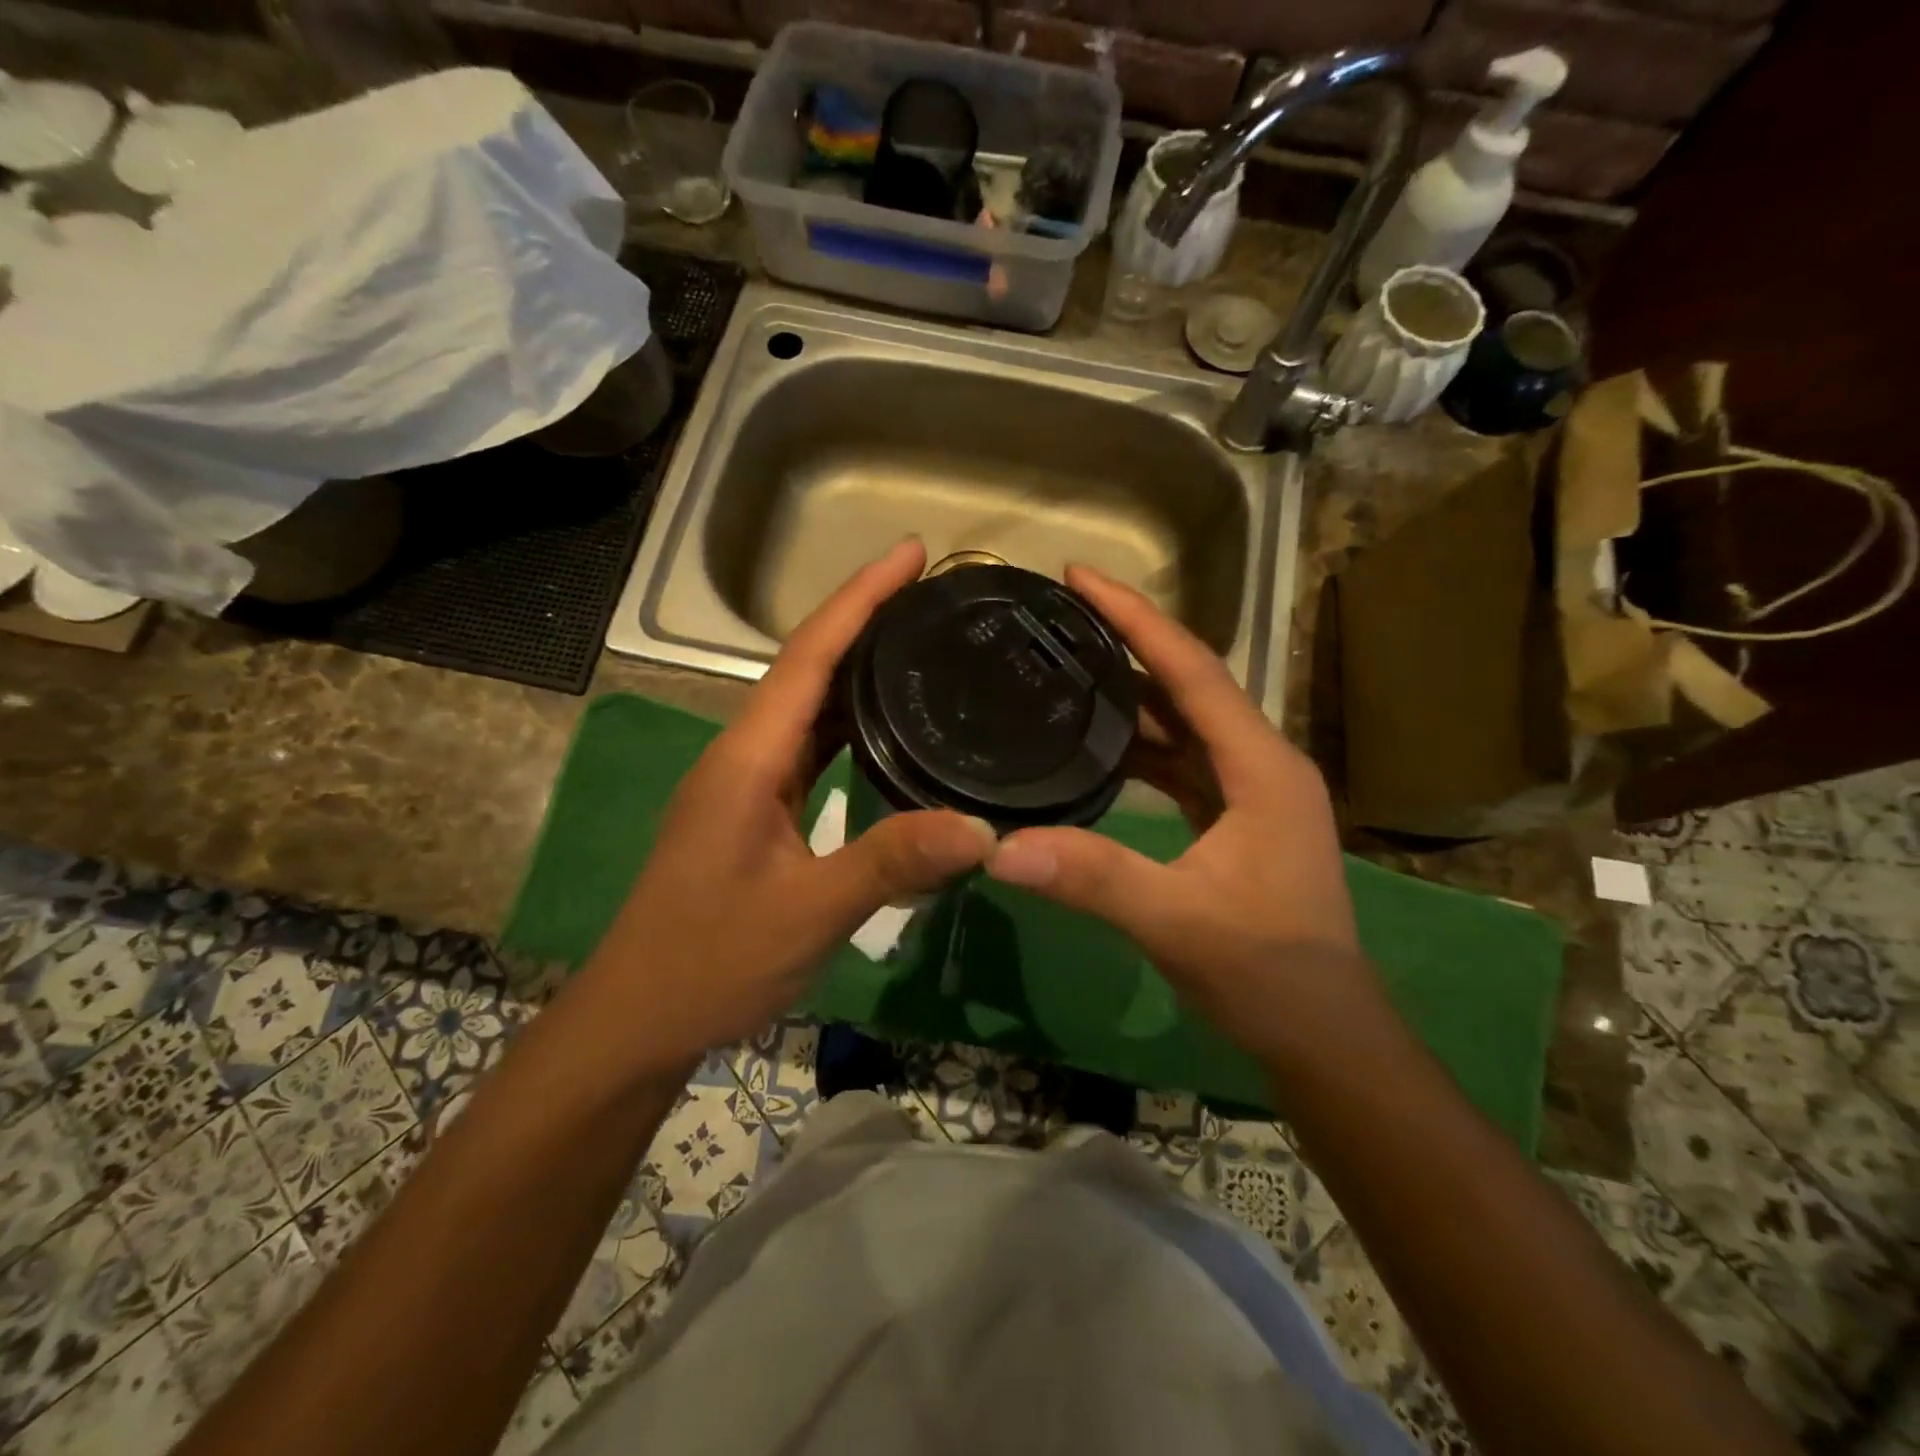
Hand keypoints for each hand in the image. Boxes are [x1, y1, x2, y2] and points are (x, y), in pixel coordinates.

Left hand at [586, 539, 996, 1064]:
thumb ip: (892, 863)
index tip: (910, 553)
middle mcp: (743, 756)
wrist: (638, 1019)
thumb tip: (983, 830)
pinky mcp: (755, 813)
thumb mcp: (808, 913)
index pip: (808, 657)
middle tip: (934, 596)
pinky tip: (888, 731)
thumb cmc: (710, 961)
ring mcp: (746, 785)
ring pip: (808, 709)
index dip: (859, 598)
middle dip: (866, 621)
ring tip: (921, 645)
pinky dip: (850, 726)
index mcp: (748, 759)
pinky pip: (809, 750)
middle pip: (808, 669)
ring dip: (859, 672)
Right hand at [985, 565, 1370, 1065]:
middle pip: (1188, 684)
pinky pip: (1181, 761)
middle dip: (1128, 643)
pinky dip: (1140, 745)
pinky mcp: (1235, 818)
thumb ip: (1093, 879)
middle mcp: (1261, 764)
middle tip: (1059, 616)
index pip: (1192, 670)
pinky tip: (1096, 743)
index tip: (1080, 577)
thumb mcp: (1176, 922)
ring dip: (1131, 693)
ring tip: (1067, 664)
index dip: (1136, 618)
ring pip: (1184, 723)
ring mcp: (1250, 792)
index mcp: (1261, 767)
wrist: (1324, 1036)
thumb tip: (1000, 848)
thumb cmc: (1267, 972)